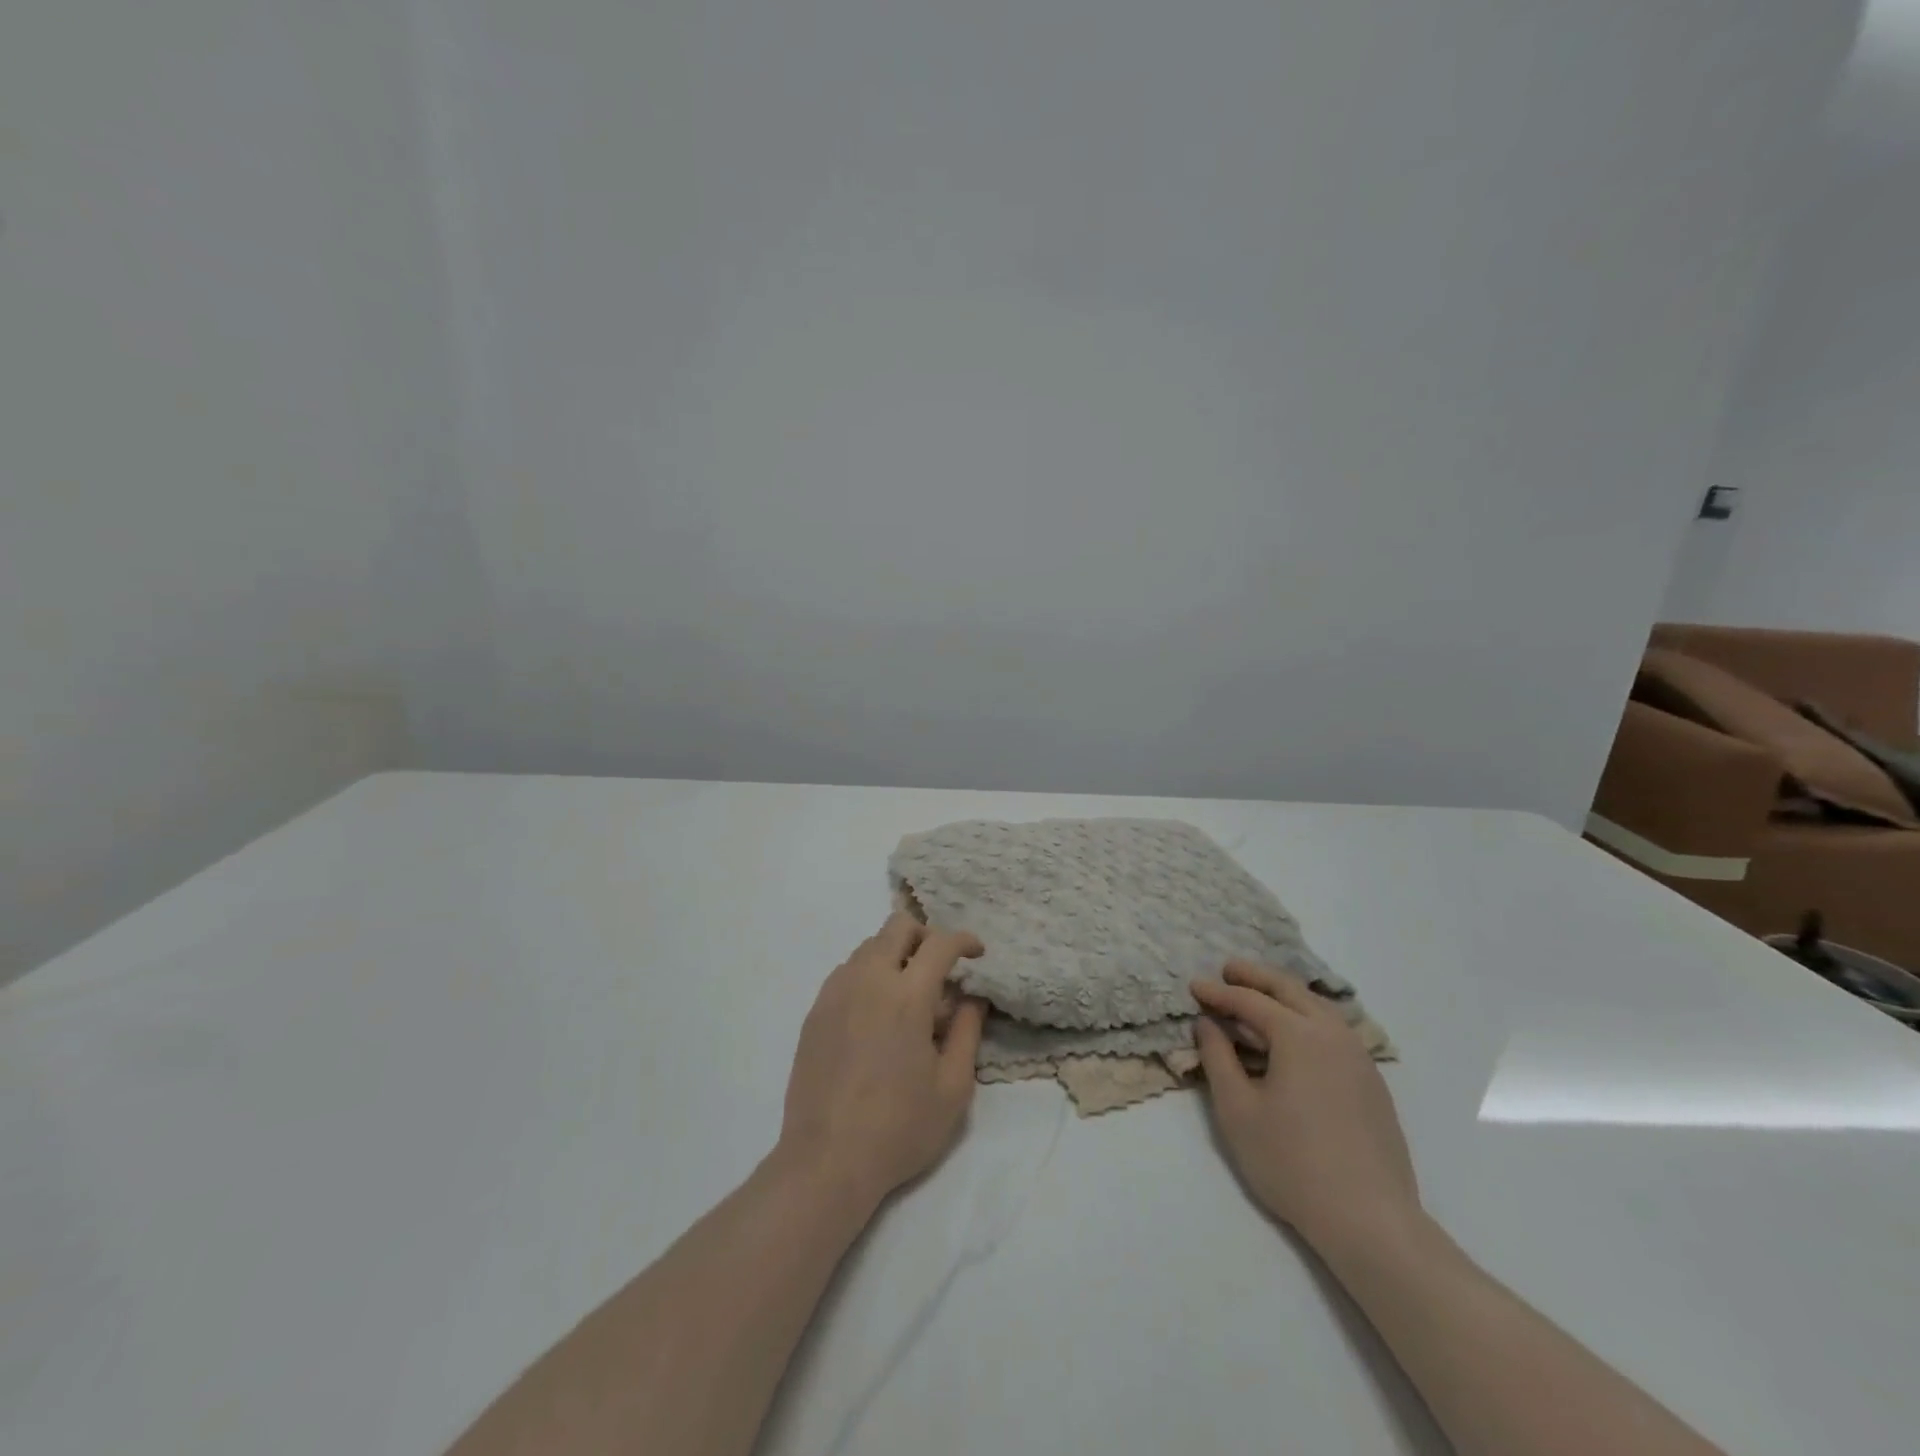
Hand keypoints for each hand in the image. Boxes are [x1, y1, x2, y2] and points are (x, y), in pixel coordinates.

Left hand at [778, 914, 987, 1209]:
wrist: (826, 1160)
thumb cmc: (899, 1127)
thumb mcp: (953, 1087)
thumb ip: (968, 1032)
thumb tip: (972, 998)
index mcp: (907, 996)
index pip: (940, 943)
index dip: (964, 940)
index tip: (977, 954)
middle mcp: (868, 980)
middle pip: (898, 927)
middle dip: (926, 936)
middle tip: (941, 968)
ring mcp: (835, 993)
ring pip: (869, 946)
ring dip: (896, 955)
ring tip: (909, 995)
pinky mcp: (815, 1011)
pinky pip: (847, 971)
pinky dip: (869, 974)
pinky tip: (877, 1014)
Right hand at [1192, 961, 1419, 1253]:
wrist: (1370, 1220)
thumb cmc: (1291, 1162)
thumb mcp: (1237, 1110)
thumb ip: (1218, 1058)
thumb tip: (1208, 1023)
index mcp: (1298, 1035)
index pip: (1250, 1001)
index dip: (1219, 992)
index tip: (1194, 986)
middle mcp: (1332, 1034)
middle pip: (1290, 990)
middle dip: (1256, 977)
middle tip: (1228, 970)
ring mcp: (1358, 1057)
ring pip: (1318, 1007)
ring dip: (1285, 994)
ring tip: (1259, 995)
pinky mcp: (1372, 1082)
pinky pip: (1334, 1030)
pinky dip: (1307, 1016)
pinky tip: (1295, 1033)